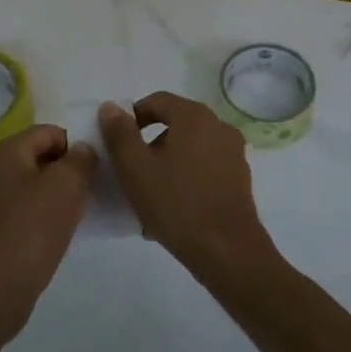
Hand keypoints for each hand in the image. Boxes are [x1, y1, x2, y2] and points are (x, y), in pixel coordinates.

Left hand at [0, 125, 95, 340]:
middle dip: (69, 170)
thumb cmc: (31, 227)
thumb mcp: (66, 185)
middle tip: (93, 188)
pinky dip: (47, 216)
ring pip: (36, 186)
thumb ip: (81, 159)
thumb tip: (83, 150)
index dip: (76, 144)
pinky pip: (28, 211)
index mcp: (6, 151)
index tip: (97, 167)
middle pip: (41, 157)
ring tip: (82, 211)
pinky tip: (63, 232)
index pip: (49, 132)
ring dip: (60, 195)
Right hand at [98, 93, 275, 281]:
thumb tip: (111, 107)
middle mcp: (218, 126)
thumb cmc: (176, 203)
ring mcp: (233, 153)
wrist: (226, 250)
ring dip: (167, 163)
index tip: (118, 143)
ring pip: (189, 149)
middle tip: (131, 171)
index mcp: (194, 116)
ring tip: (149, 195)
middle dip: (149, 144)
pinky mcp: (239, 179)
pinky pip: (204, 168)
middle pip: (175, 124)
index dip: (132, 118)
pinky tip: (173, 208)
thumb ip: (119, 133)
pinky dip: (186, 178)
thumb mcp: (135, 167)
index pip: (157, 101)